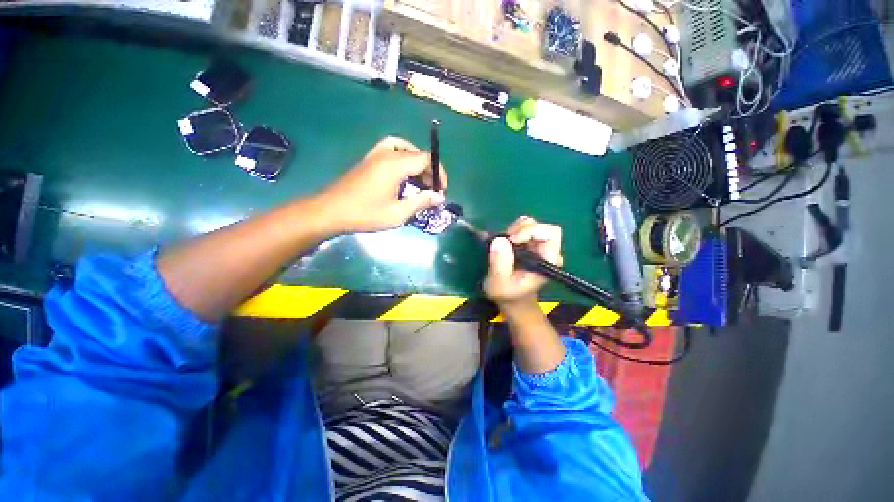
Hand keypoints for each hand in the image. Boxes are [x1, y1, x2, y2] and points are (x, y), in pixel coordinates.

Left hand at [319, 137, 446, 232]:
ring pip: (403, 148)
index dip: (438, 172)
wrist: (331, 211)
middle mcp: (386, 154)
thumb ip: (420, 202)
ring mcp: (375, 154)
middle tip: (431, 190)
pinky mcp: (368, 159)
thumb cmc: (366, 214)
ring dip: (415, 162)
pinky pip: (390, 150)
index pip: (426, 158)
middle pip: (416, 153)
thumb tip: (439, 197)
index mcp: (395, 164)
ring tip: (419, 180)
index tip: (441, 190)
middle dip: (428, 170)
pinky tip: (401, 174)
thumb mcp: (397, 213)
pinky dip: (402, 158)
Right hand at [484, 216, 562, 309]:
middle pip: (543, 227)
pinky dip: (513, 230)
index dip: (531, 231)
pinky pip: (523, 227)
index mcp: (548, 261)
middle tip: (508, 240)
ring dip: (516, 229)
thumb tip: (500, 239)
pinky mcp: (530, 242)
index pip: (550, 234)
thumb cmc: (508, 294)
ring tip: (506, 244)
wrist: (512, 298)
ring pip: (532, 224)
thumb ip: (500, 264)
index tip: (512, 240)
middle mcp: (548, 251)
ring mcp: (539, 246)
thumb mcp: (498, 284)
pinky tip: (507, 243)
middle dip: (523, 229)